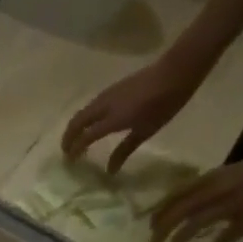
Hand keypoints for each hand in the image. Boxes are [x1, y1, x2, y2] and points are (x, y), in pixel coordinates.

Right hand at [61, 52, 210, 172]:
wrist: (176, 70)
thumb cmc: (164, 104)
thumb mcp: (146, 130)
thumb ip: (124, 150)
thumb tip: (109, 171)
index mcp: (113, 119)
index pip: (85, 137)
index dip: (74, 150)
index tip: (69, 162)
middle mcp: (104, 106)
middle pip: (76, 122)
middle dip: (68, 137)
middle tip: (66, 151)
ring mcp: (107, 95)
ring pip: (82, 112)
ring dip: (74, 126)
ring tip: (74, 138)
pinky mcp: (112, 89)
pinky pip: (90, 105)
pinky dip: (84, 117)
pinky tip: (89, 123)